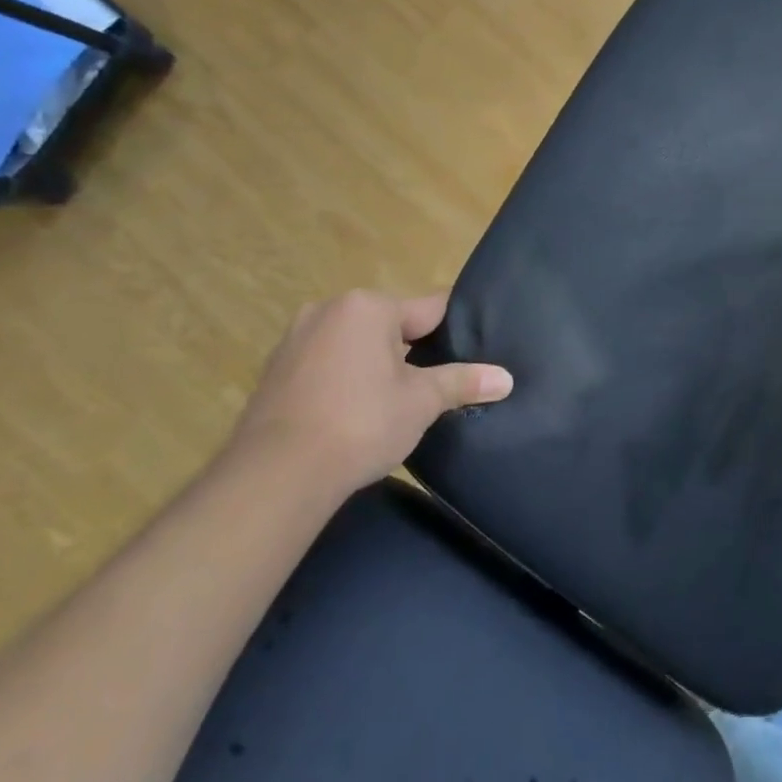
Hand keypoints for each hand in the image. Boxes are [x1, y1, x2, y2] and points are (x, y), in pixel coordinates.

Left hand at [229, 290, 512, 493]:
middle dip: (414, 350)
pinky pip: (327, 364)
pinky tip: (356, 413)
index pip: (430, 308)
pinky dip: (346, 380)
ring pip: (356, 344)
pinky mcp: (275, 370)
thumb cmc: (360, 423)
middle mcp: (329, 310)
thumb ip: (463, 382)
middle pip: (391, 324)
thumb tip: (506, 379)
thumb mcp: (421, 402)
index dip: (456, 330)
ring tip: (398, 401)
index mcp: (368, 306)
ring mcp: (295, 339)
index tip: (476, 349)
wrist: (275, 475)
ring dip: (378, 365)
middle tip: (438, 383)